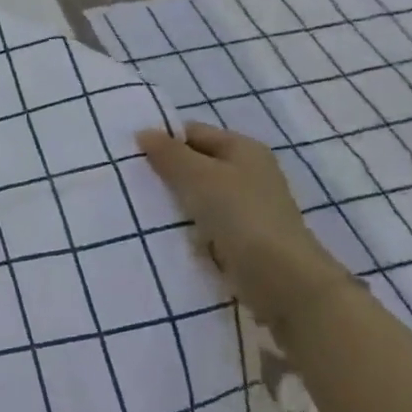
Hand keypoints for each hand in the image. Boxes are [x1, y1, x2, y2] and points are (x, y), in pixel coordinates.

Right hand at [136, 121, 348, 331]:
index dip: (163, 139)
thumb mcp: (198, 176)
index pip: (193, 132)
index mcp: (244, 149)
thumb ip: (168, 153)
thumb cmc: (240, 215)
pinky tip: (163, 229)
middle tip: (129, 179)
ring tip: (139, 205)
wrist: (282, 279)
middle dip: (165, 171)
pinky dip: (185, 224)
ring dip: (173, 200)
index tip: (130, 154)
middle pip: (195, 163)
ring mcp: (247, 206)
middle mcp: (248, 172)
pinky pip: (204, 221)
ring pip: (197, 194)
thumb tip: (143, 132)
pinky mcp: (241, 236)